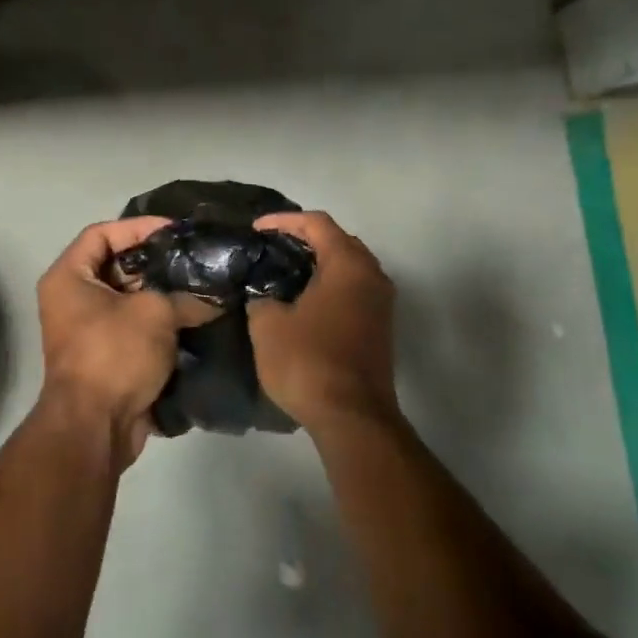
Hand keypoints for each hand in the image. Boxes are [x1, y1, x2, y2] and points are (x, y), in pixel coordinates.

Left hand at [36, 217, 214, 467]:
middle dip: (157, 262)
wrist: (95, 427)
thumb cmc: (114, 354)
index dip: (139, 227)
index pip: (102, 233)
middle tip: (196, 258)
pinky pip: (136, 328)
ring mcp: (89, 330)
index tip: (176, 231)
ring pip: (131, 299)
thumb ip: (187, 297)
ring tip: (203, 286)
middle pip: (117, 266)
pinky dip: (162, 323)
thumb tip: (217, 298)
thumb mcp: (155, 314)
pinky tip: (197, 317)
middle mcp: (73, 299)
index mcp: (69, 277)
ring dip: (164, 294)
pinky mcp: (108, 357)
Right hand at [247, 211, 399, 435]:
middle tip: (272, 246)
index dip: (284, 221)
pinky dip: (330, 285)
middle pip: (340, 241)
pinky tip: (304, 300)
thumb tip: (264, 297)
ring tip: (285, 271)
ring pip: (350, 267)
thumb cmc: (308, 361)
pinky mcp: (380, 328)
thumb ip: (262, 299)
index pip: (317, 224)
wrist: (352, 416)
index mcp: (348, 265)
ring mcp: (381, 304)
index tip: (256, 229)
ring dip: (320, 264)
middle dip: (306, 238)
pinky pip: (354, 290)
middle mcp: (372, 276)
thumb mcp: (268, 326)